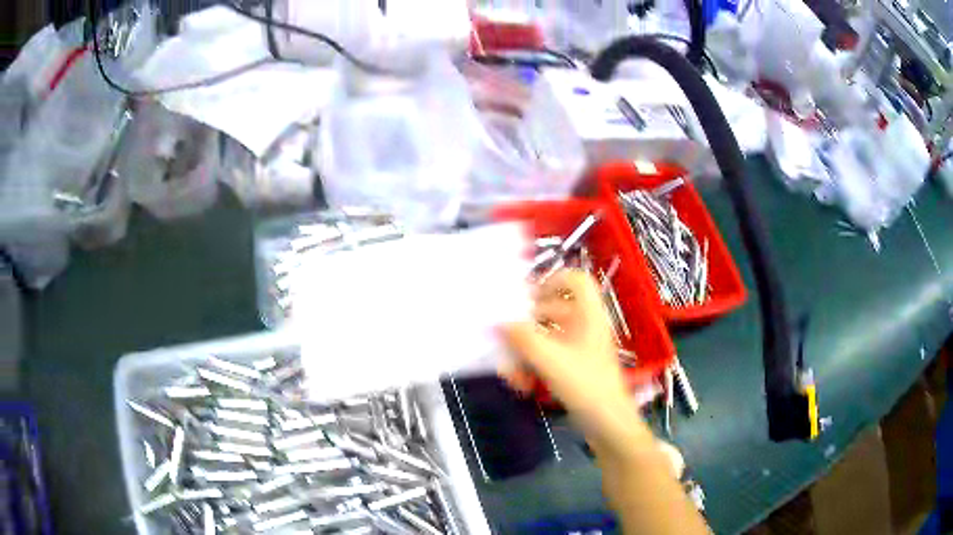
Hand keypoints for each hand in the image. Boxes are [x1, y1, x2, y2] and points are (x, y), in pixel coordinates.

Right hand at [501, 269, 644, 441]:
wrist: (609, 424)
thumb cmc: (586, 385)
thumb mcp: (551, 360)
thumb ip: (522, 339)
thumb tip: (497, 322)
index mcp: (588, 316)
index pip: (576, 280)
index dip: (552, 280)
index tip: (527, 297)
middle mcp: (585, 327)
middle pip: (552, 310)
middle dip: (525, 325)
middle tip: (503, 335)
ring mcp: (580, 348)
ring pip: (547, 337)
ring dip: (526, 350)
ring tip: (509, 369)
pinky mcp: (575, 368)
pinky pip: (549, 357)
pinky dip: (533, 366)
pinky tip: (522, 383)